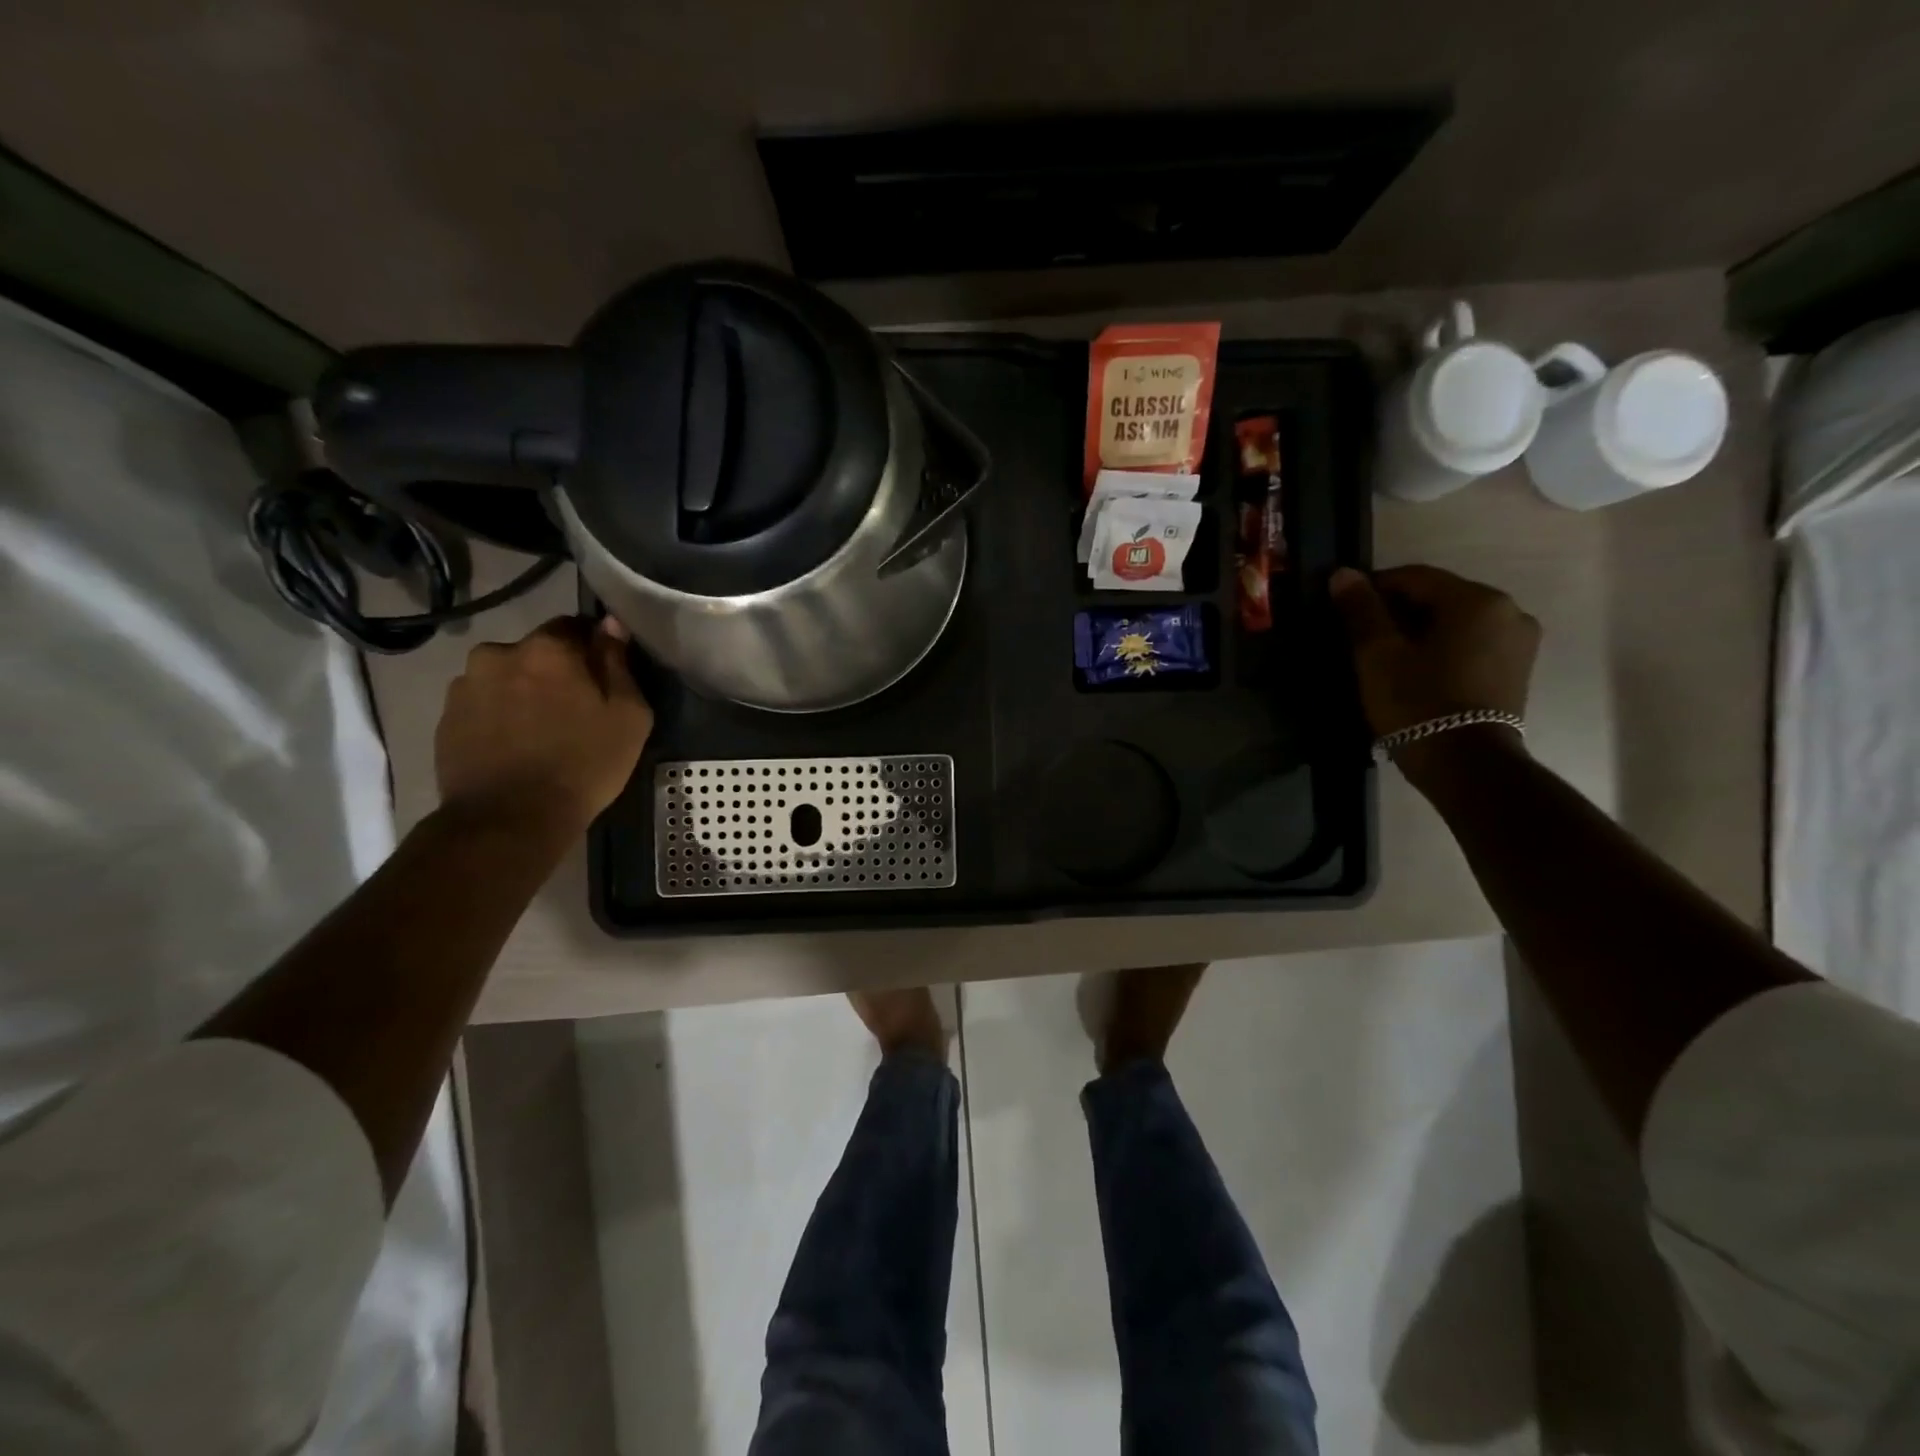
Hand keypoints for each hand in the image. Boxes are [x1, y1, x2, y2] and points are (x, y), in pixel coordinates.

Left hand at [435, 616, 653, 840]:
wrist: (509, 820)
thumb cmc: (583, 765)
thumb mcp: (629, 716)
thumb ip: (619, 664)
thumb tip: (611, 626)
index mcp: (547, 648)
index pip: (575, 626)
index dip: (593, 649)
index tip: (604, 678)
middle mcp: (498, 654)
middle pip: (537, 653)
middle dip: (555, 673)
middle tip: (574, 710)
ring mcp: (464, 686)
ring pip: (506, 677)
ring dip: (523, 693)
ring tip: (540, 732)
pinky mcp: (445, 719)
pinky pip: (482, 705)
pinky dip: (500, 717)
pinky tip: (515, 748)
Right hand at [1329, 564, 1539, 752]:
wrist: (1466, 765)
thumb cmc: (1418, 703)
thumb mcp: (1378, 655)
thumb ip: (1361, 610)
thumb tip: (1342, 573)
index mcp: (1476, 600)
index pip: (1413, 577)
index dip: (1373, 588)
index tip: (1343, 608)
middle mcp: (1508, 611)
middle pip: (1438, 598)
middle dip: (1397, 611)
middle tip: (1361, 637)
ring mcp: (1519, 642)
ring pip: (1455, 622)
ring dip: (1420, 631)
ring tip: (1387, 658)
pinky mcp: (1517, 670)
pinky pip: (1471, 644)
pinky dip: (1442, 649)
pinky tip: (1417, 671)